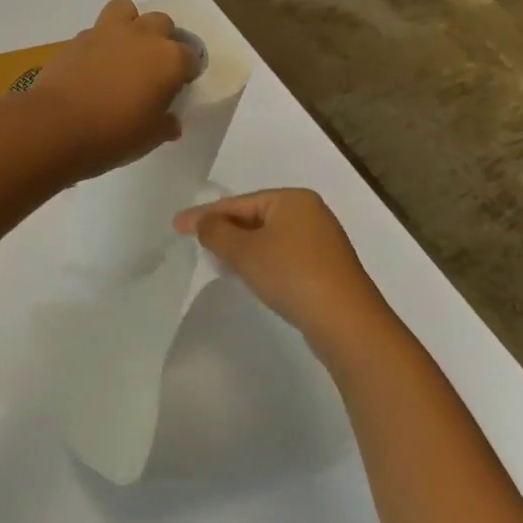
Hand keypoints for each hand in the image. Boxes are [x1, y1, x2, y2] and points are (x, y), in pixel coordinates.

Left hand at [28, 0, 197, 179]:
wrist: (57, 126)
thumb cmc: (114, 135)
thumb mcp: (150, 138)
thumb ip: (165, 125)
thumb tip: (170, 121)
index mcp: (169, 59)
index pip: (191, 57)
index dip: (186, 72)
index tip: (177, 88)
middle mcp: (143, 36)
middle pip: (162, 24)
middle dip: (162, 40)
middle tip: (152, 68)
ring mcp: (108, 32)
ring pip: (127, 10)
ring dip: (130, 24)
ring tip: (124, 51)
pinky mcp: (78, 38)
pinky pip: (96, 30)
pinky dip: (100, 42)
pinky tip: (94, 65)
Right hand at [173, 188, 393, 373]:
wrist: (345, 322)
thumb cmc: (291, 275)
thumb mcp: (244, 251)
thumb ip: (216, 232)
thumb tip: (203, 222)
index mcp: (293, 199)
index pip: (238, 202)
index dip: (205, 214)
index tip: (176, 225)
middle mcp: (310, 213)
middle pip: (255, 216)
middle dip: (224, 229)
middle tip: (195, 242)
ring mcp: (322, 241)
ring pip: (269, 238)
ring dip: (242, 247)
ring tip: (217, 260)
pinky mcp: (326, 268)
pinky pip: (283, 256)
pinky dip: (262, 261)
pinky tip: (250, 275)